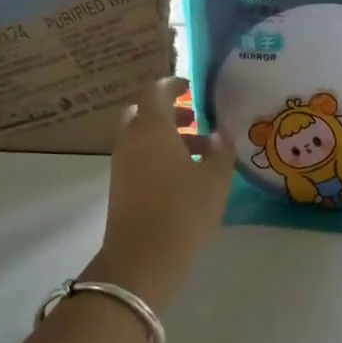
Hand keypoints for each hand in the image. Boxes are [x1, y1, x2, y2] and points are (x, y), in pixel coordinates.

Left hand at [86, 77, 231, 311]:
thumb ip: (222, 149)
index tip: (191, 87)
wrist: (142, 258)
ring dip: (166, 136)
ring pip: (141, 137)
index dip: (173, 84)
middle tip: (194, 120)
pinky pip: (138, 157)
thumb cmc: (183, 210)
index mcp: (152, 127)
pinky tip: (184, 176)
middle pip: (143, 112)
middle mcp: (131, 139)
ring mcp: (121, 164)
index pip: (156, 90)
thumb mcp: (216, 178)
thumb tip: (221, 131)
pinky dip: (157, 155)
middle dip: (168, 112)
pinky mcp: (119, 186)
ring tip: (200, 153)